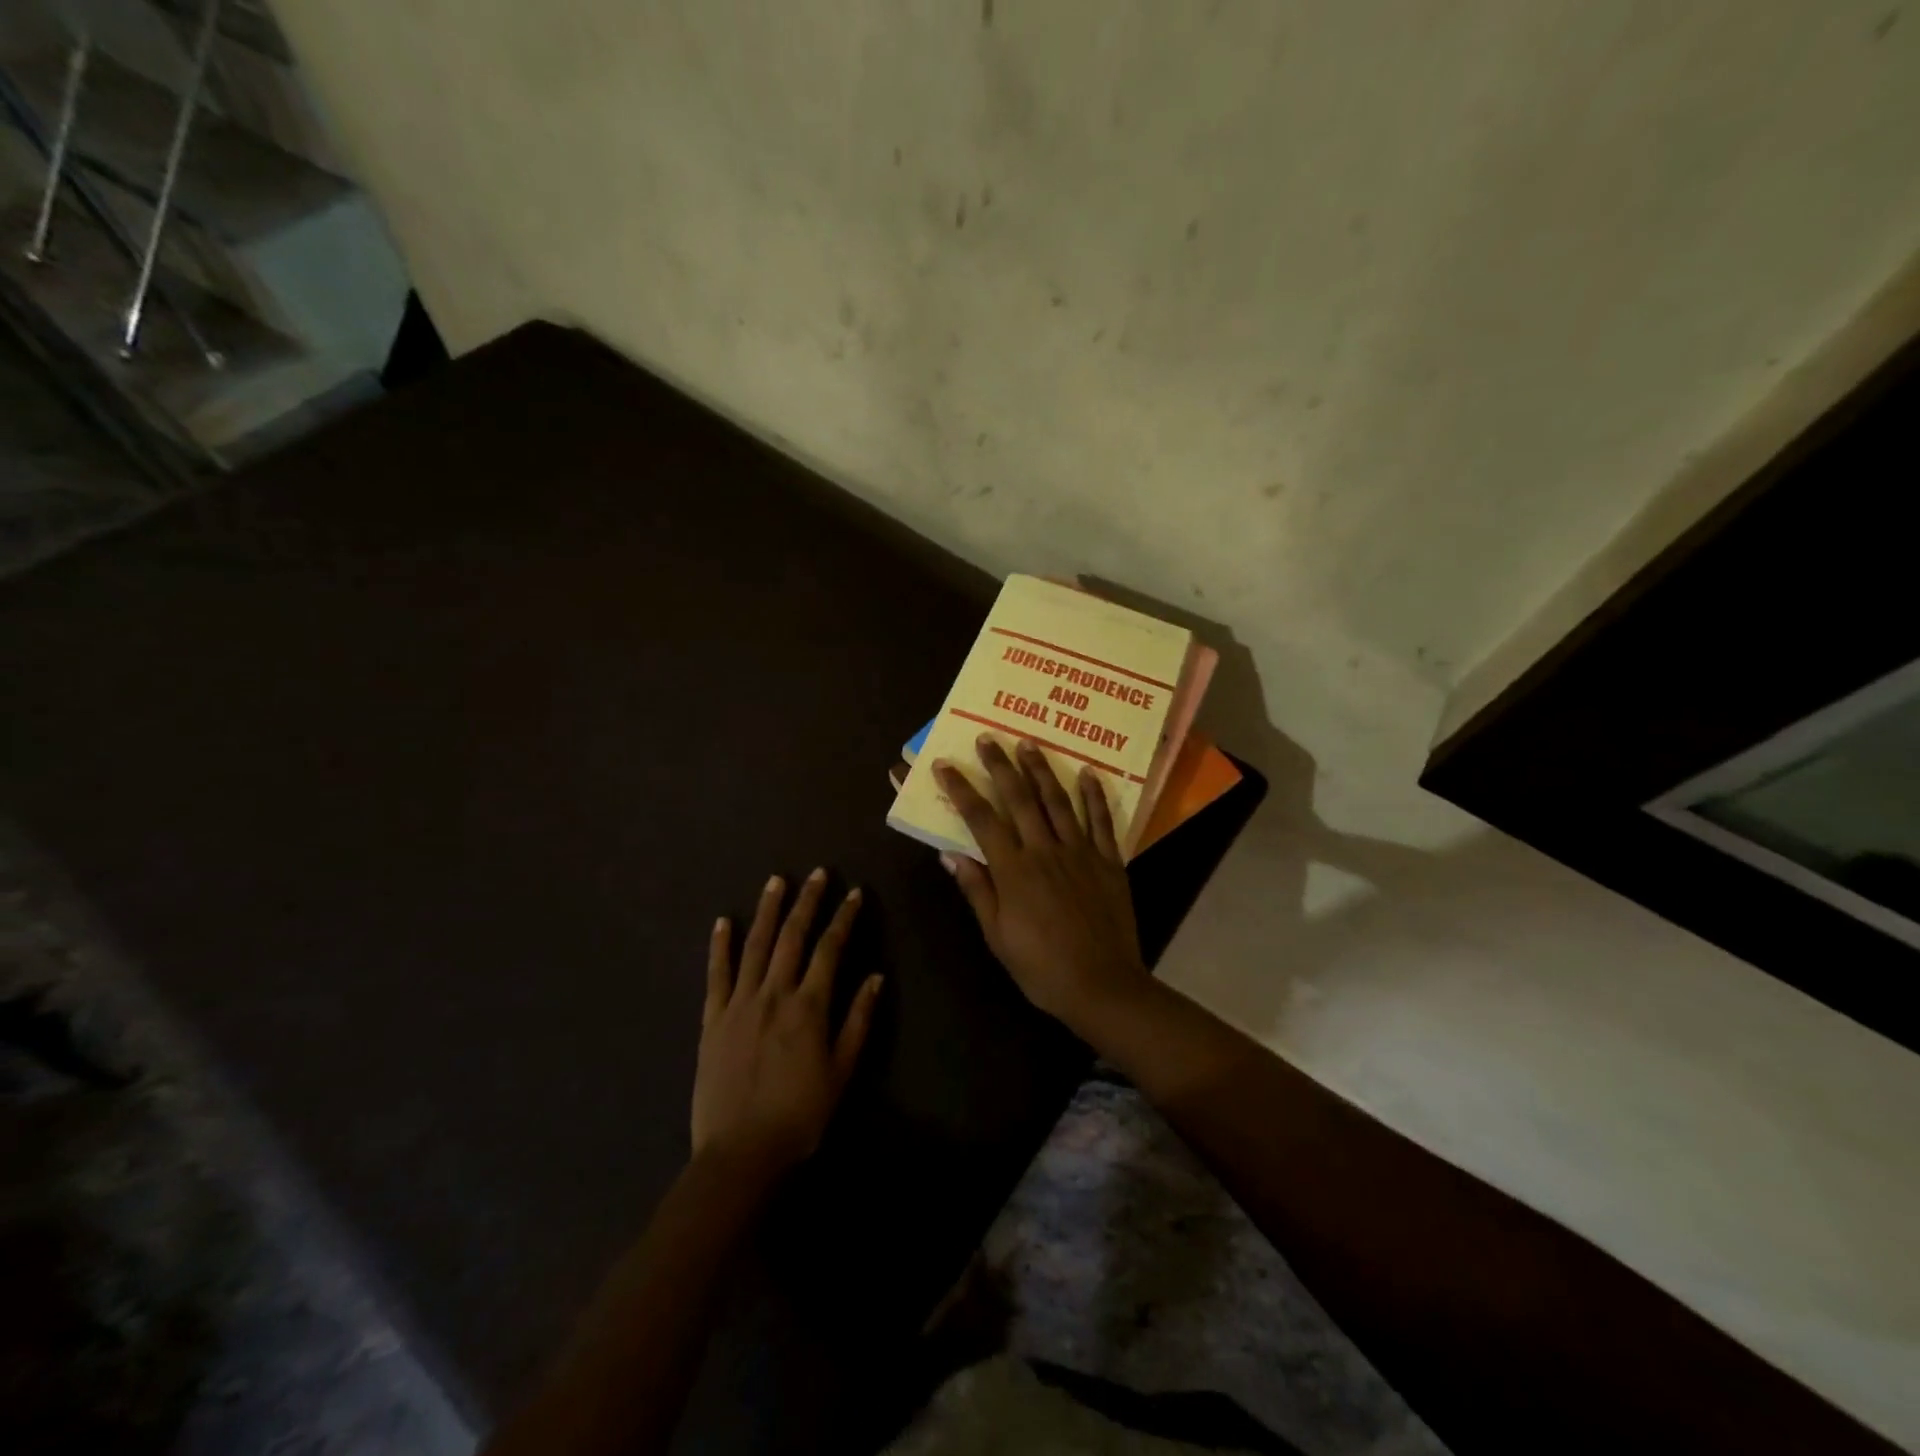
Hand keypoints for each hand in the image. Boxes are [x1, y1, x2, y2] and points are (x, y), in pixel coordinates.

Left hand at [692, 870, 882, 1182]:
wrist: (740, 1153)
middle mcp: (774, 994)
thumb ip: (857, 1021)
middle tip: (817, 873)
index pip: (830, 949)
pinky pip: (716, 974)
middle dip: (807, 902)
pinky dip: (720, 946)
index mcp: (808, 1007)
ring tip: (776, 881)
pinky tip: (722, 922)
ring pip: (755, 946)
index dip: (844, 918)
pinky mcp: (713, 1019)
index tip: (854, 893)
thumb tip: (876, 977)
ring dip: (767, 910)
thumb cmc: (799, 1115)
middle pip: (792, 937)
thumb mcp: (841, 1071)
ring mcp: (739, 1003)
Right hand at [933, 738, 1148, 1026]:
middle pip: (1019, 799)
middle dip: (1000, 766)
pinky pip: (1101, 821)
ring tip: (1028, 744)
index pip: (981, 820)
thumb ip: (977, 890)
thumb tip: (951, 854)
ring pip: (1057, 801)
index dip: (962, 790)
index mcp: (1014, 870)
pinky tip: (1088, 773)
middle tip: (988, 739)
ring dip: (1041, 770)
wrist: (1102, 985)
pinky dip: (1094, 796)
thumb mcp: (998, 936)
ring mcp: (1080, 852)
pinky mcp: (1109, 861)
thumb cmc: (1041, 967)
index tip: (946, 766)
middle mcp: (1045, 851)